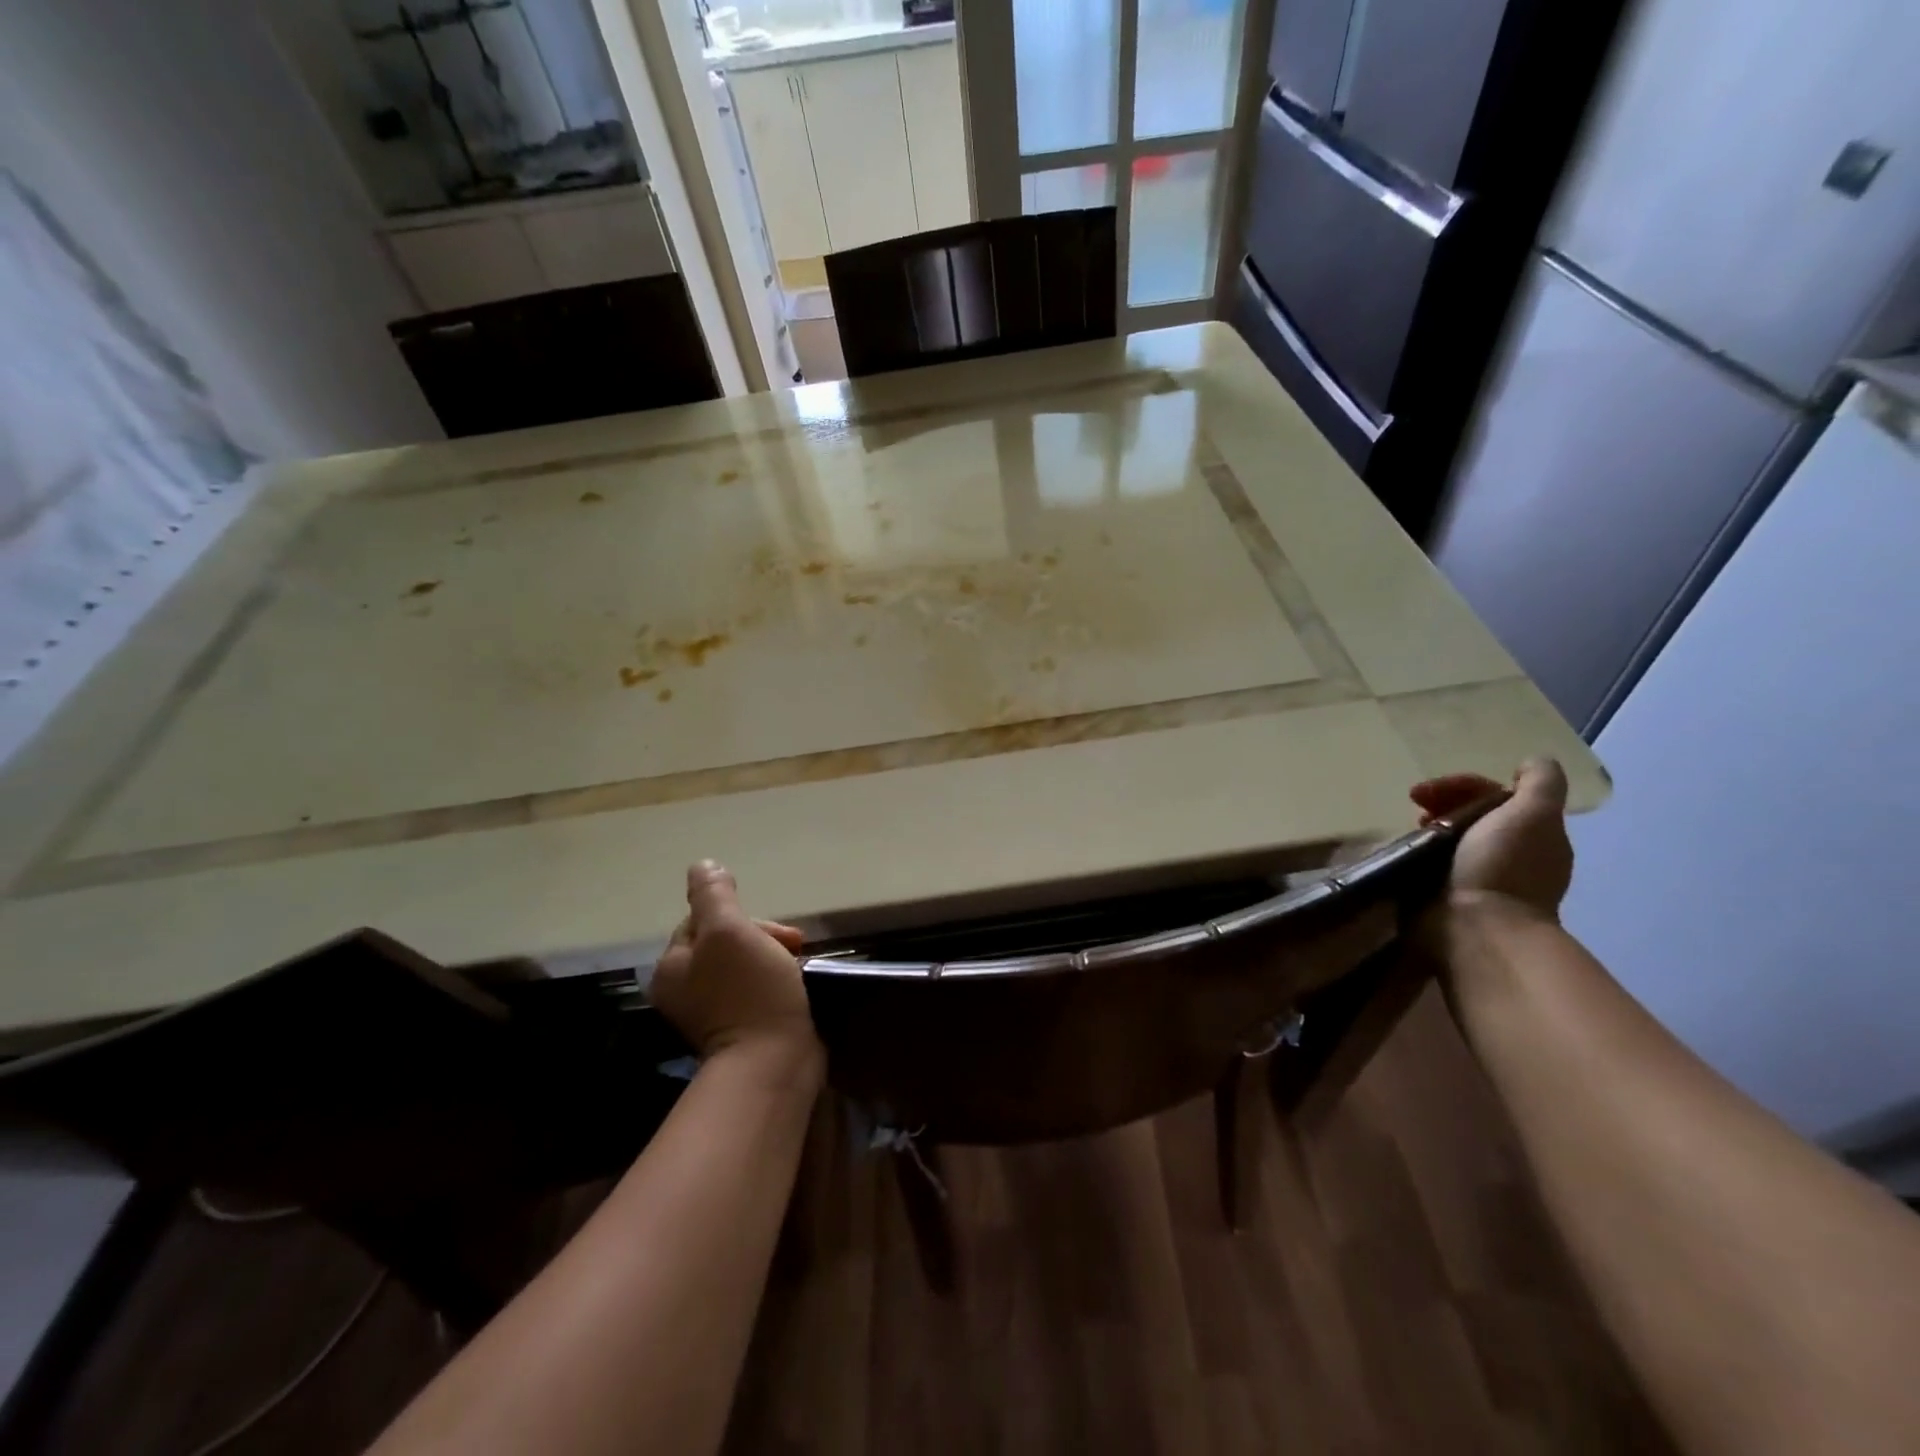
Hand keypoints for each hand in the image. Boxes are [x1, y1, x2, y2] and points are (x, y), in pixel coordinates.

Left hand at [650, 860, 820, 1065]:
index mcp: (672, 967)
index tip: (775, 931)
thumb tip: (703, 865)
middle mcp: (685, 989)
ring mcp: (713, 1012)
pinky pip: (756, 989)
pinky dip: (775, 980)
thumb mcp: (729, 932)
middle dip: (761, 936)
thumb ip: (713, 895)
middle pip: (724, 941)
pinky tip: (794, 983)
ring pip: (744, 963)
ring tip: (799, 963)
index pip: (702, 920)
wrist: (774, 1062)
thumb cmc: (750, 992)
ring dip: (771, 955)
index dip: (740, 916)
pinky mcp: (741, 1028)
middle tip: (794, 946)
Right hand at [1410, 758, 1573, 919]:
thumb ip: (1540, 783)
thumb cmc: (1503, 868)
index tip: (1426, 792)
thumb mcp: (1533, 814)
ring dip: (1427, 828)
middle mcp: (1511, 853)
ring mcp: (1480, 877)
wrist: (1475, 929)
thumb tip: (1532, 761)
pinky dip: (1418, 852)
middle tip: (1415, 809)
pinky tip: (1405, 852)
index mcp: (1535, 834)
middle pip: (1472, 813)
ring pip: (1450, 837)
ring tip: (1407, 831)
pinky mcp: (1450, 896)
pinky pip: (1432, 862)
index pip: (1495, 794)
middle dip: (1441, 804)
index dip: (1461, 785)